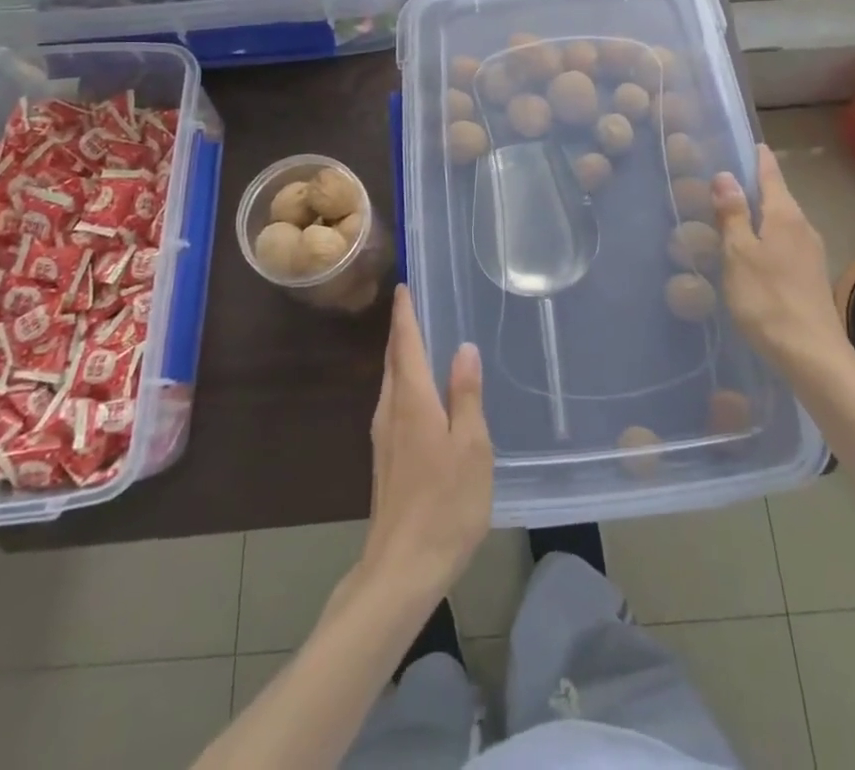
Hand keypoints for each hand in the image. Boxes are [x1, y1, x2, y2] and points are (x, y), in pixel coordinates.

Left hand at [360, 286, 493, 605]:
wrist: (402, 569)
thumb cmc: (445, 504)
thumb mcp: (471, 446)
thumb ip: (466, 394)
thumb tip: (464, 347)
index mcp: (412, 400)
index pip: (406, 343)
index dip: (405, 314)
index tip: (404, 287)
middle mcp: (391, 411)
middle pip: (394, 360)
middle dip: (402, 330)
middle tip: (416, 304)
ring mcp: (384, 437)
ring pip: (392, 382)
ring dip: (403, 356)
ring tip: (422, 339)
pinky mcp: (386, 459)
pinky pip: (394, 403)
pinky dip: (405, 382)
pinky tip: (422, 392)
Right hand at [712, 144, 852, 371]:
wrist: (812, 355)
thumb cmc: (768, 299)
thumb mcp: (739, 254)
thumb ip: (732, 214)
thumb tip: (725, 175)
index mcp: (785, 215)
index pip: (771, 174)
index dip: (758, 158)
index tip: (748, 142)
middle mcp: (803, 227)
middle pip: (777, 197)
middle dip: (754, 187)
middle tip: (724, 180)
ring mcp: (810, 254)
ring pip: (781, 222)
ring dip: (759, 215)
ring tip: (731, 215)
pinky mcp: (810, 277)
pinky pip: (784, 244)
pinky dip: (765, 238)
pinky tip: (750, 253)